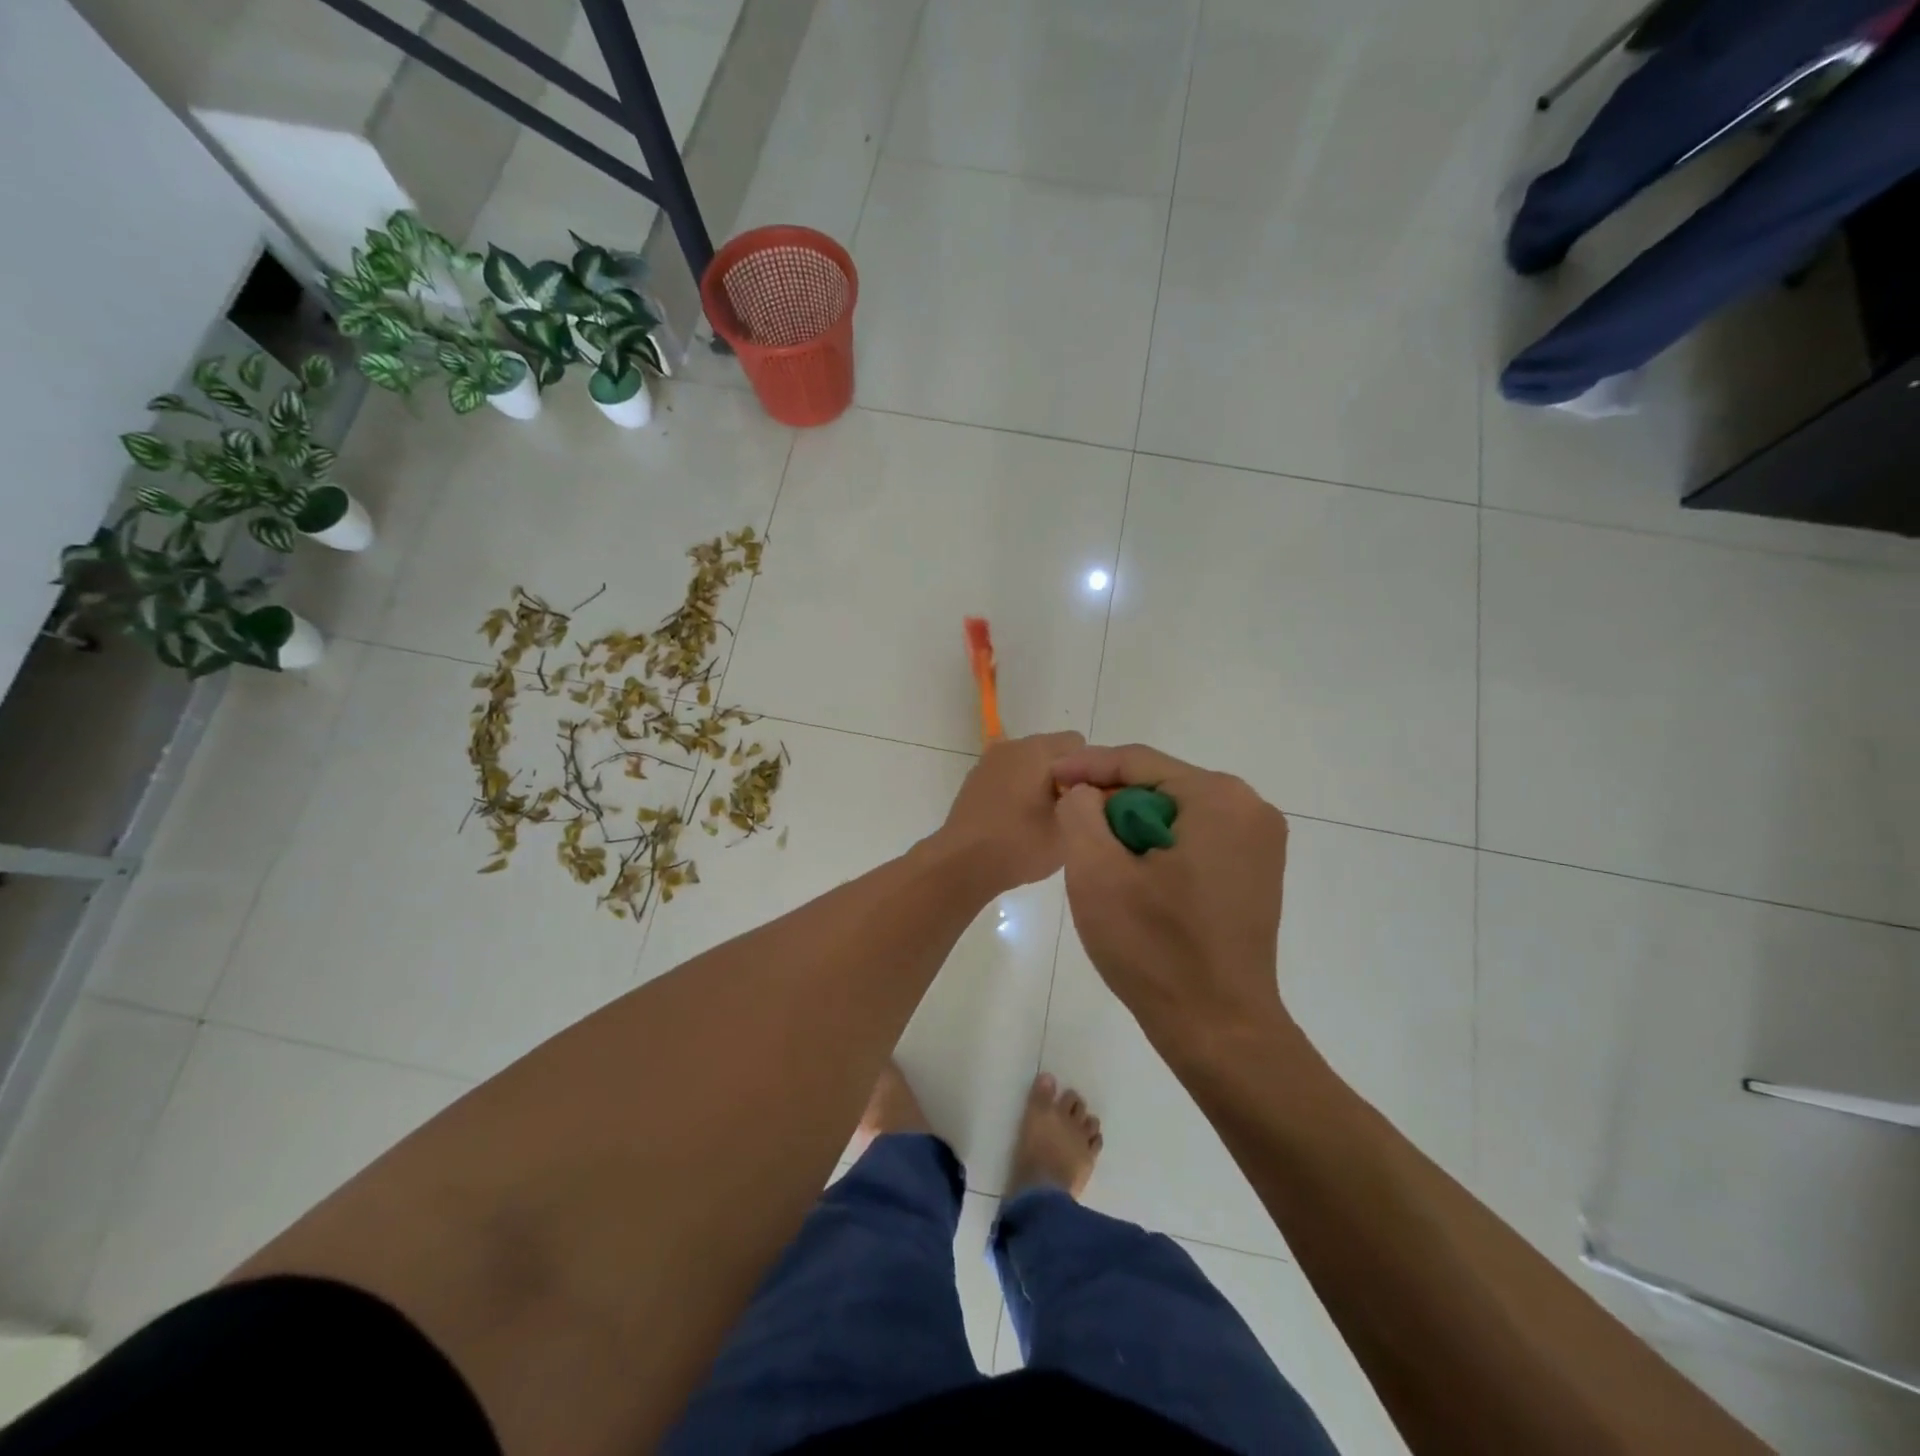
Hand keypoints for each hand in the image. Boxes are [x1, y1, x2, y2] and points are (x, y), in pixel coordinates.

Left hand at [935, 731, 1086, 894]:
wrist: (962, 862)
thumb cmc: (1020, 845)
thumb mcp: (1069, 827)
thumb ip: (1087, 802)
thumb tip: (1087, 790)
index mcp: (1038, 750)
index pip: (1079, 746)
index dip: (1088, 772)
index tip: (1084, 801)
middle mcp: (1013, 746)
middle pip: (1053, 751)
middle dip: (1064, 776)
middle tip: (1066, 813)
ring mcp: (990, 760)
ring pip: (1031, 763)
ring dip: (1040, 782)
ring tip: (1041, 818)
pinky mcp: (976, 777)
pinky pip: (1010, 774)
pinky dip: (1019, 789)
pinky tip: (1017, 819)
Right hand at [1053, 744, 1293, 1055]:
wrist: (1218, 1031)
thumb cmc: (1156, 949)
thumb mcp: (1097, 873)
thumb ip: (1080, 811)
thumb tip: (1086, 792)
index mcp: (1219, 799)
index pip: (1138, 762)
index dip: (1086, 766)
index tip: (1048, 776)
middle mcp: (1250, 809)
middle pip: (1159, 785)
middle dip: (1109, 802)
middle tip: (1067, 822)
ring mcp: (1258, 843)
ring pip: (1174, 814)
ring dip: (1130, 829)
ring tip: (1094, 856)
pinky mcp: (1254, 873)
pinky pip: (1193, 840)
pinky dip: (1156, 849)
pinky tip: (1133, 879)